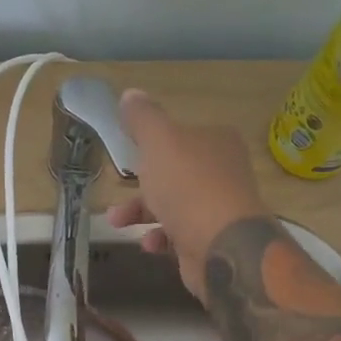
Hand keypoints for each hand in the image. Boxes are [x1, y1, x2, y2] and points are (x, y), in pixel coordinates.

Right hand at [108, 89, 270, 301]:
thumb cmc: (188, 185)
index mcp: (217, 141)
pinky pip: (180, 235)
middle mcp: (223, 172)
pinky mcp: (214, 241)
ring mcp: (220, 209)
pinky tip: (149, 243)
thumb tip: (130, 95)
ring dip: (142, 212)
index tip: (131, 154)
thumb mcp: (159, 141)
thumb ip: (143, 119)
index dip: (155, 144)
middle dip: (141, 184)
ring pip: (174, 205)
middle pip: (175, 173)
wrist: (222, 246)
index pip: (183, 136)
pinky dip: (161, 238)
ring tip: (117, 222)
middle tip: (118, 190)